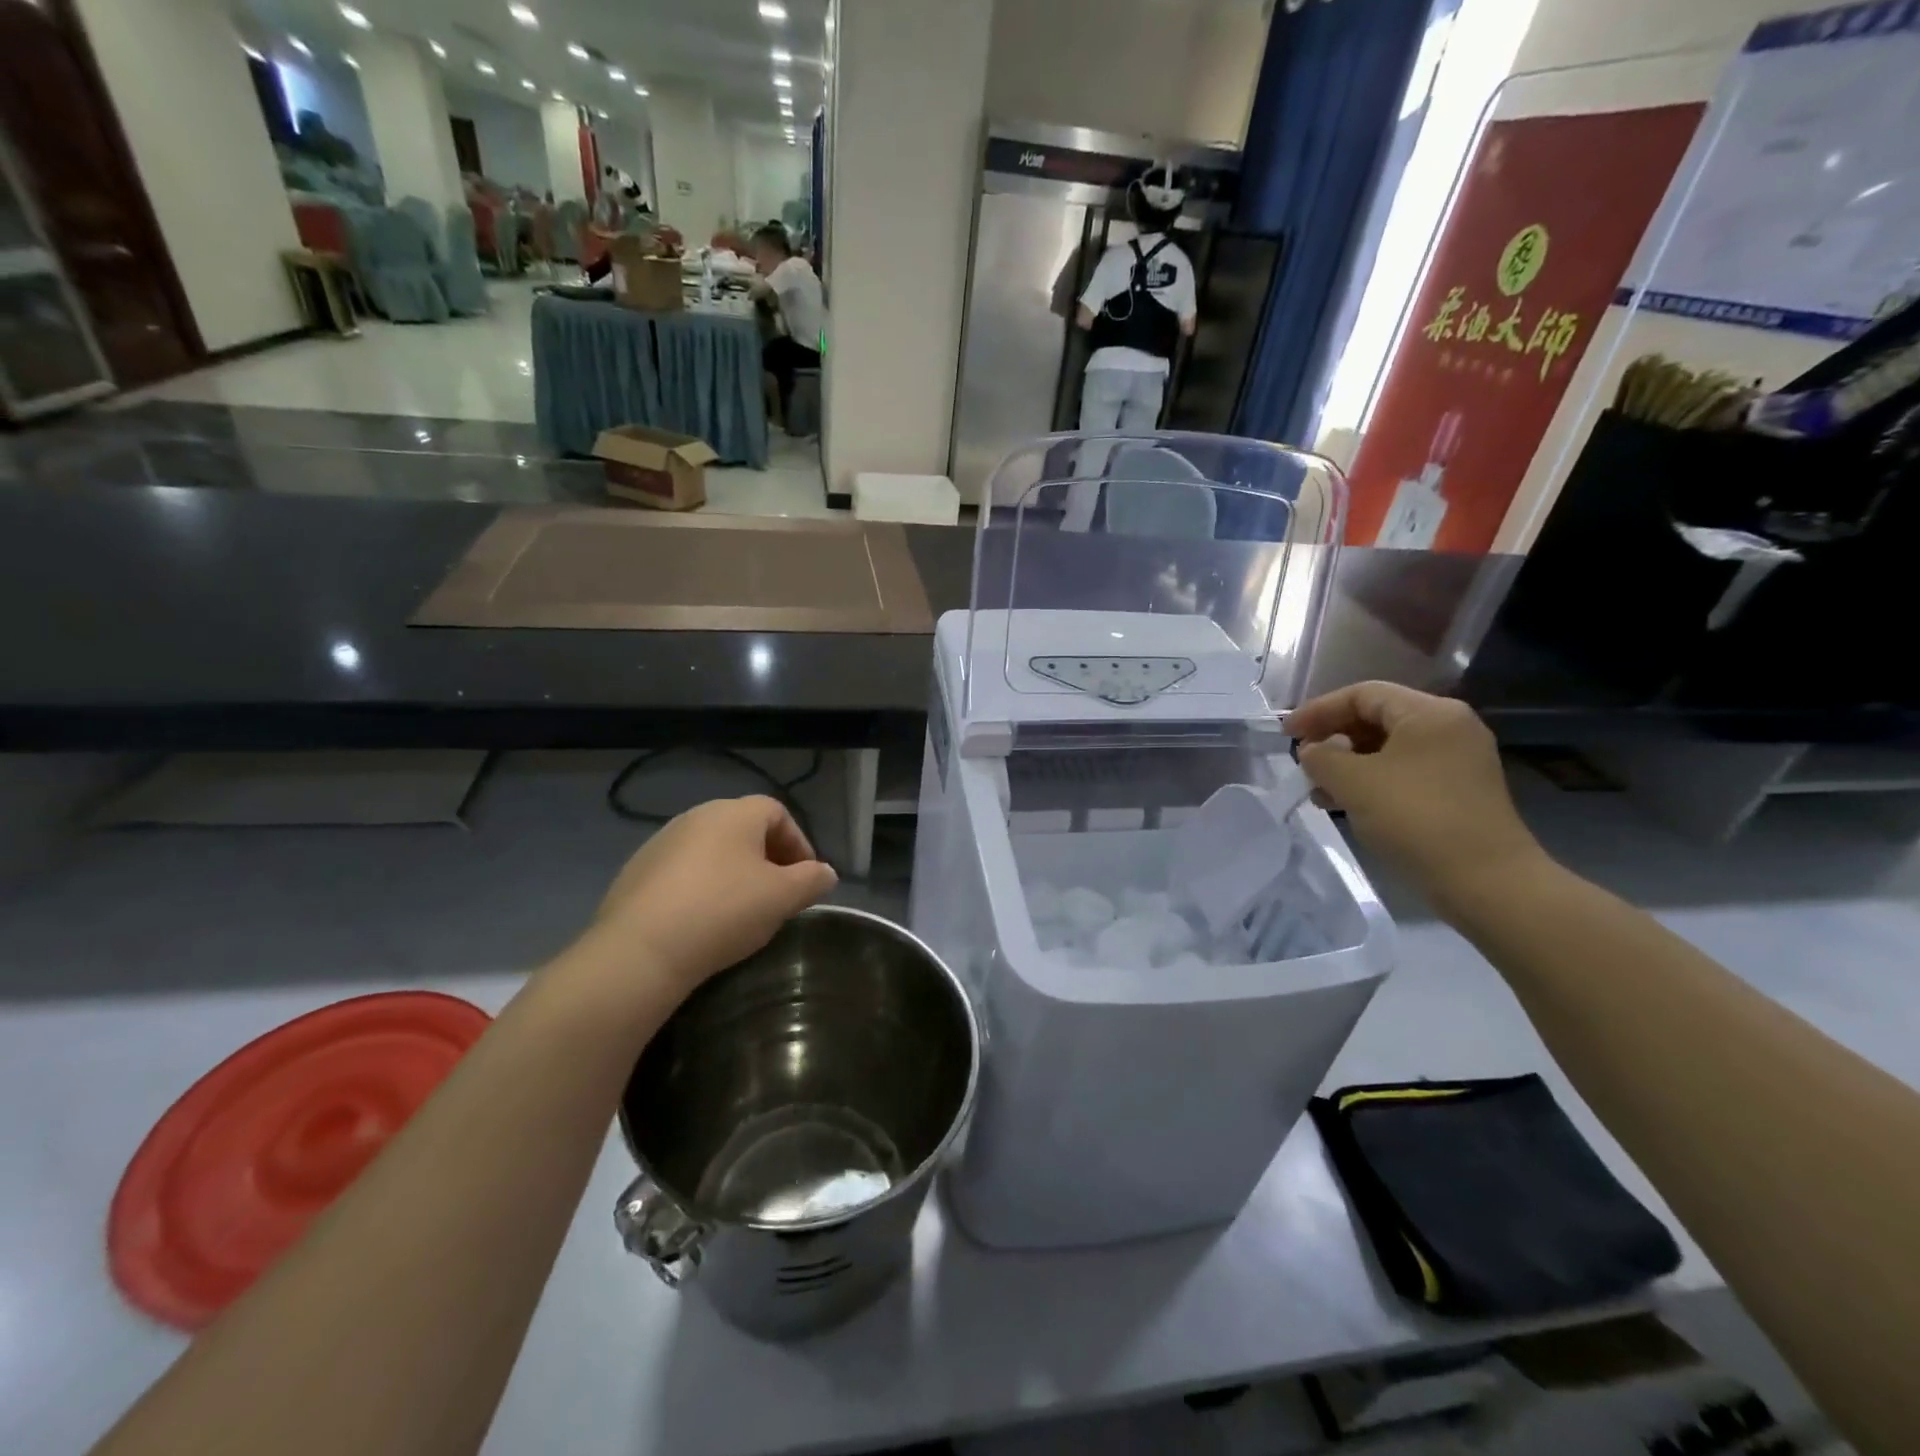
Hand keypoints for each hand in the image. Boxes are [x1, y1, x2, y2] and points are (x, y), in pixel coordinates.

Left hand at [584, 796, 836, 994]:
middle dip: (767, 858)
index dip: (799, 843)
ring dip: (733, 873)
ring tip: (741, 910)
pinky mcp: (636, 872)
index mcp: (735, 813)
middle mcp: (697, 816)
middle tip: (778, 895)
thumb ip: (812, 880)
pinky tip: (702, 920)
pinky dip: (701, 887)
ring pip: (712, 851)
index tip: (806, 878)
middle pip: (744, 829)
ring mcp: (661, 842)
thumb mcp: (783, 898)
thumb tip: (826, 873)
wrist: (640, 949)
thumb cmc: (724, 911)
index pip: (778, 812)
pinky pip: (682, 872)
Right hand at [1284, 682, 1543, 904]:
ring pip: (1388, 747)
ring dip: (1348, 763)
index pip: (1362, 694)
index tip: (1286, 734)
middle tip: (1302, 760)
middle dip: (1333, 737)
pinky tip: (1346, 804)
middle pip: (1377, 718)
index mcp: (1429, 713)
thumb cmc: (1416, 819)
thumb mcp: (1353, 782)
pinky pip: (1404, 771)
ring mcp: (1458, 759)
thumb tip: (1312, 751)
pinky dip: (1371, 780)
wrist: (1486, 881)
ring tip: (1318, 789)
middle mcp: (1449, 726)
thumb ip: (1321, 757)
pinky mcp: (1458, 790)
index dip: (1318, 710)